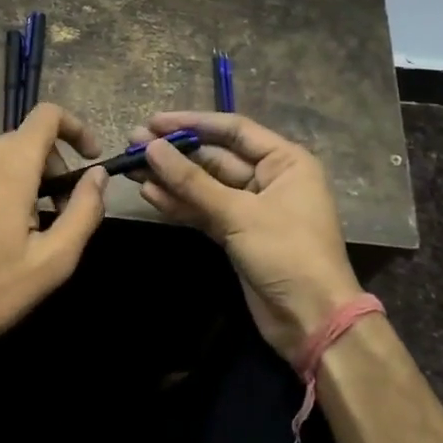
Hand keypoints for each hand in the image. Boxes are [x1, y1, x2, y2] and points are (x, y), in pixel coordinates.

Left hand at [0, 103, 107, 367]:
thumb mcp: (52, 261)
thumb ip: (84, 211)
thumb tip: (97, 175)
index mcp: (8, 164)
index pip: (48, 115)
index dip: (76, 129)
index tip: (90, 160)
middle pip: (24, 141)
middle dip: (52, 169)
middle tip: (60, 216)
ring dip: (23, 182)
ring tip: (24, 232)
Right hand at [133, 112, 362, 363]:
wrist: (311, 320)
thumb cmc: (287, 253)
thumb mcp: (239, 214)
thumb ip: (193, 182)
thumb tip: (152, 148)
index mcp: (285, 161)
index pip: (234, 130)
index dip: (193, 123)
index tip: (154, 122)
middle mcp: (269, 178)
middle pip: (215, 157)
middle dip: (176, 152)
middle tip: (134, 143)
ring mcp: (251, 208)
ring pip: (205, 185)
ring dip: (171, 177)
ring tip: (131, 167)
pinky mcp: (236, 234)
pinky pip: (204, 211)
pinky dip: (179, 204)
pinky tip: (149, 193)